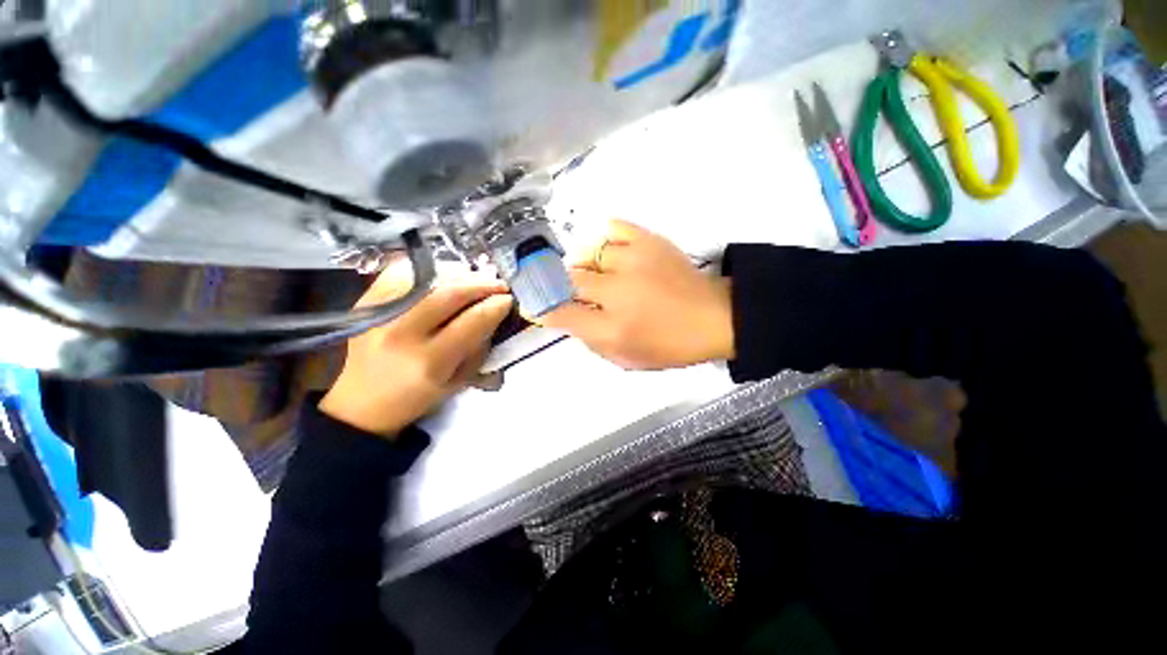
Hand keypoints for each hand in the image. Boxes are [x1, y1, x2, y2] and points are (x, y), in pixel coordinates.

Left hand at [320, 264, 512, 437]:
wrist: (361, 403)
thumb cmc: (416, 397)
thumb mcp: (458, 381)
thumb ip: (478, 347)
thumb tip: (493, 314)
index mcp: (430, 361)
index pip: (473, 320)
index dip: (497, 305)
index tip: (509, 300)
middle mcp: (404, 333)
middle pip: (451, 293)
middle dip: (483, 284)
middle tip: (499, 284)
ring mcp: (380, 313)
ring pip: (429, 278)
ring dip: (460, 274)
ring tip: (476, 279)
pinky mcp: (366, 302)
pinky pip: (402, 272)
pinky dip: (429, 270)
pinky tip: (444, 276)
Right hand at [539, 219, 733, 369]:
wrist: (714, 318)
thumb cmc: (669, 345)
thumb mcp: (625, 358)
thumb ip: (590, 340)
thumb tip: (564, 316)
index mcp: (613, 329)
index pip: (560, 314)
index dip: (542, 309)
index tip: (534, 306)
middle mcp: (618, 292)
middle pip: (569, 279)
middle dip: (562, 286)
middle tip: (571, 292)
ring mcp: (633, 261)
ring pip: (587, 253)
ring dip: (585, 267)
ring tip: (598, 275)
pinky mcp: (649, 240)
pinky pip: (612, 228)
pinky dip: (604, 240)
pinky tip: (609, 253)